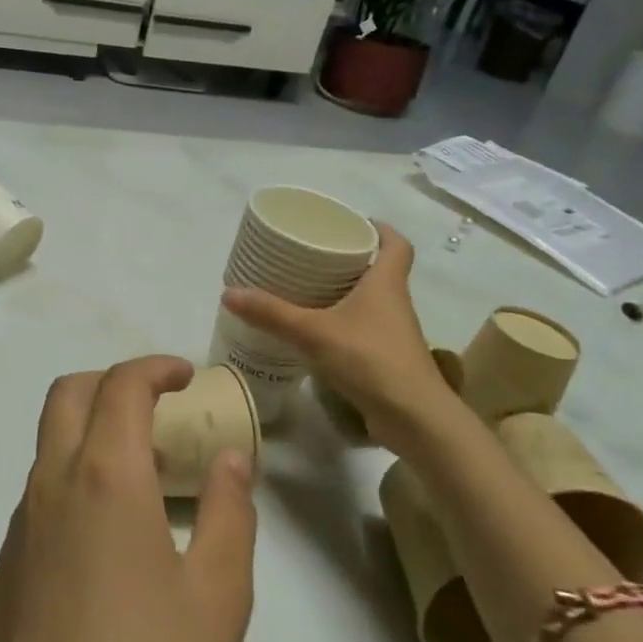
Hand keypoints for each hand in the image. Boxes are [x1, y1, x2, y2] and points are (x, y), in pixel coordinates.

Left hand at [0, 356, 256, 641]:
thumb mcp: (219, 597)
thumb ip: (230, 513)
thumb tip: (230, 459)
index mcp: (105, 476)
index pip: (121, 385)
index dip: (155, 367)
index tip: (186, 375)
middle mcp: (52, 482)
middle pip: (69, 394)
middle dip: (114, 381)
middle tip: (160, 404)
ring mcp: (22, 522)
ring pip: (50, 438)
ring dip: (92, 426)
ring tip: (144, 464)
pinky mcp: (10, 561)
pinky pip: (41, 486)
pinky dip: (75, 470)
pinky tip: (110, 526)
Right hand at [222, 223, 459, 448]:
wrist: (414, 418)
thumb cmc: (370, 359)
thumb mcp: (313, 332)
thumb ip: (271, 314)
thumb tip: (229, 293)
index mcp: (385, 283)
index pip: (396, 244)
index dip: (380, 229)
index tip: (352, 222)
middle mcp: (394, 303)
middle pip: (379, 269)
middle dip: (350, 258)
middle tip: (313, 253)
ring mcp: (392, 333)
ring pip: (370, 300)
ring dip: (344, 292)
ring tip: (306, 288)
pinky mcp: (385, 358)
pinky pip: (362, 328)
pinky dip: (341, 323)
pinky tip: (314, 331)